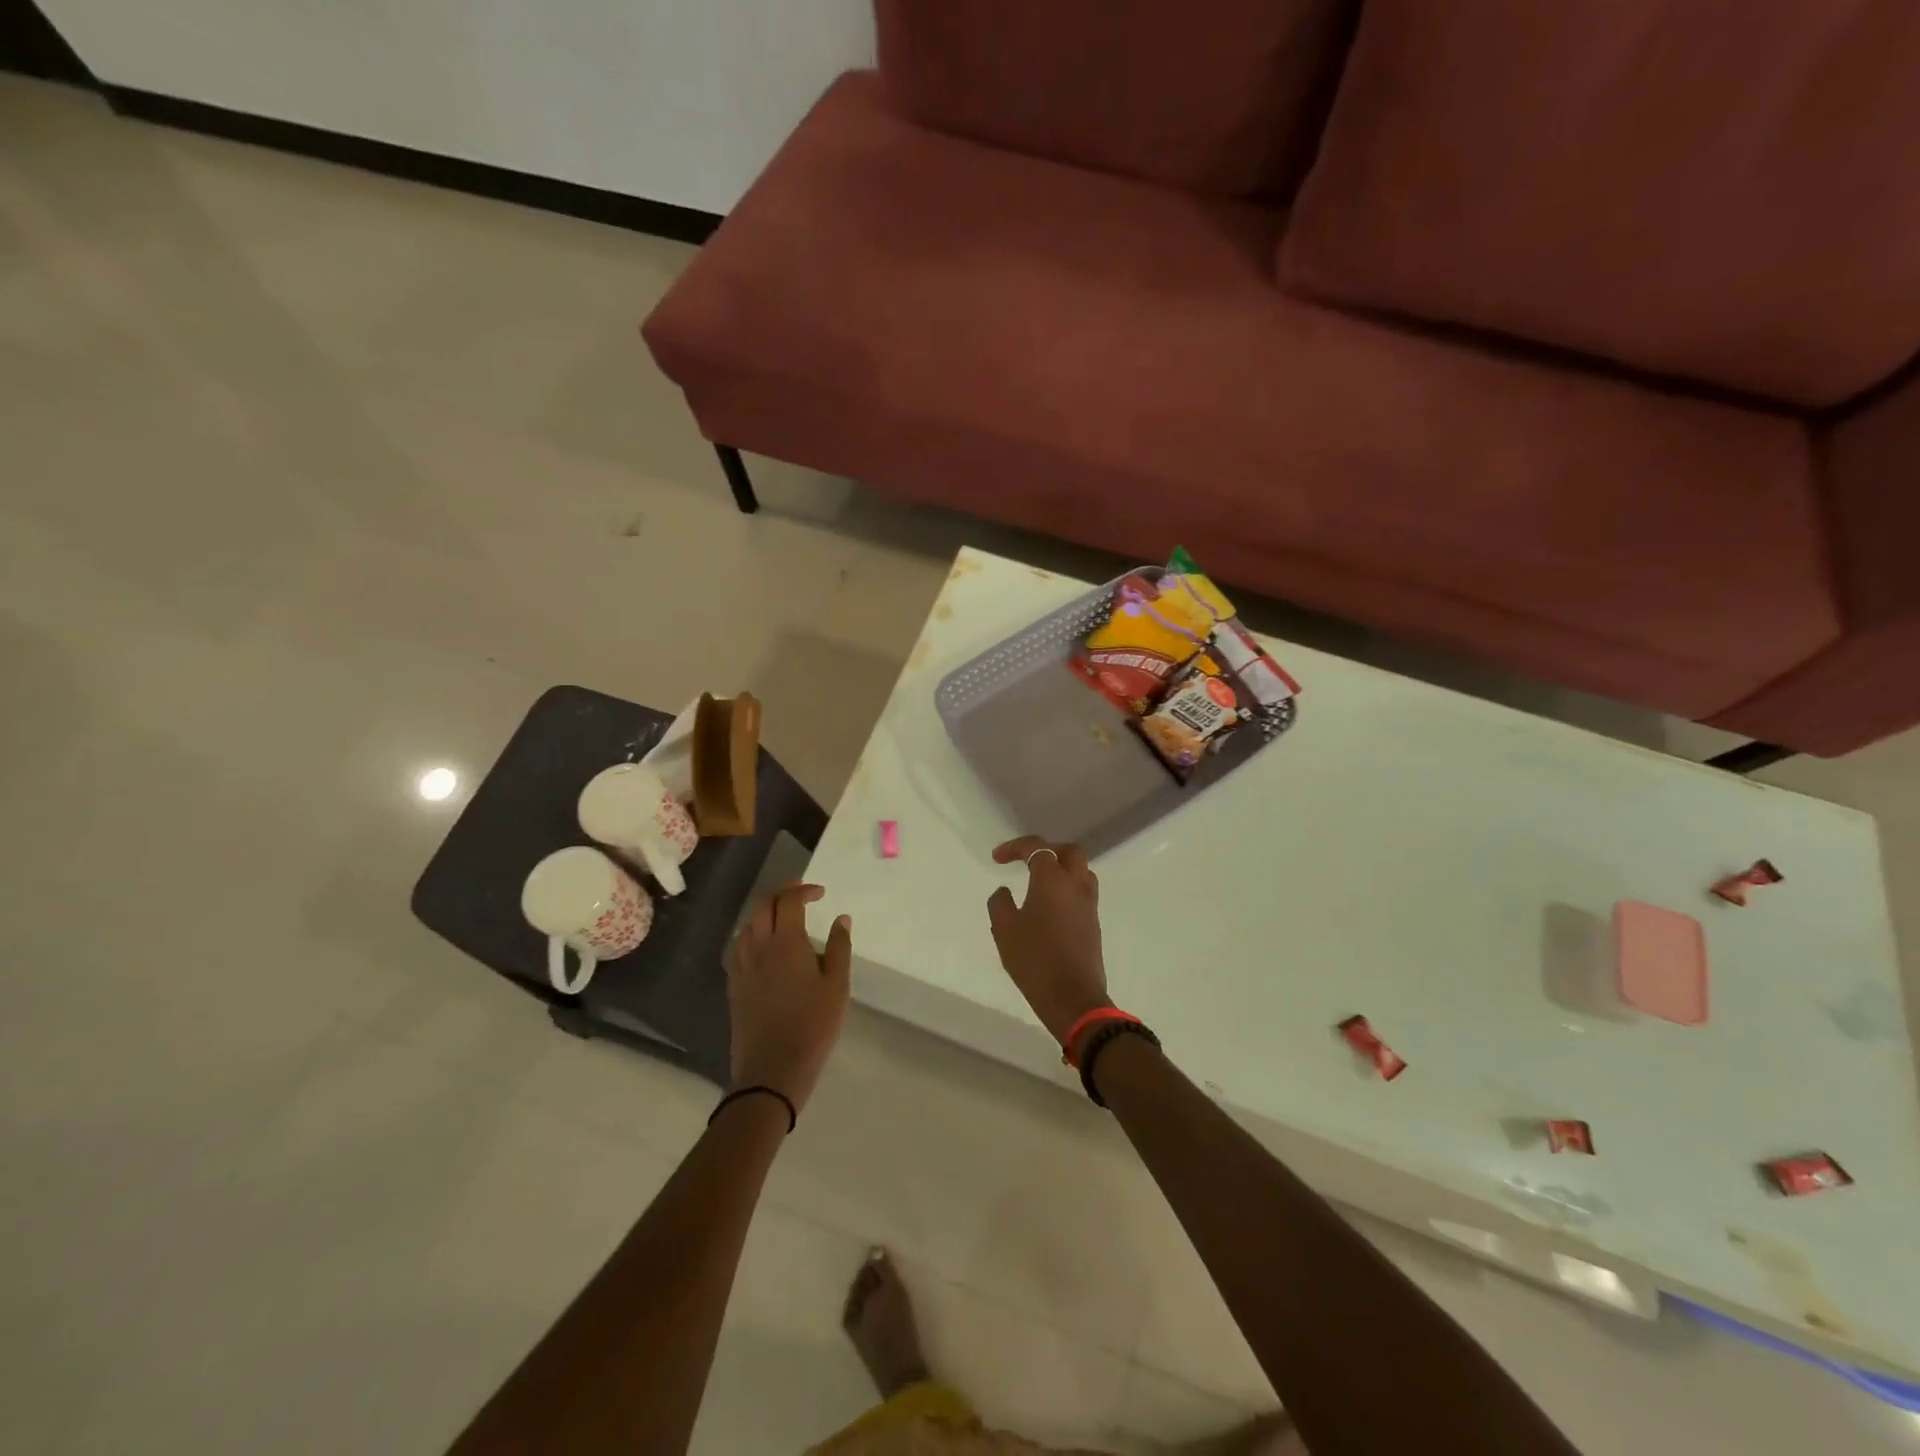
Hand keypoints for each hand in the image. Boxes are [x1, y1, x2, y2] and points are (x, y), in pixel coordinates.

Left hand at [729, 883, 851, 1111]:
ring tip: (784, 919)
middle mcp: (759, 947)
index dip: (804, 890)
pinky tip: (765, 947)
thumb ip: (839, 947)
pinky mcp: (734, 985)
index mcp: (786, 942)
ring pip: (748, 924)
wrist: (772, 1069)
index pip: (788, 900)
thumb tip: (841, 918)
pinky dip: (753, 934)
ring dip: (765, 912)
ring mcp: (742, 966)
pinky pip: (739, 946)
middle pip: (763, 905)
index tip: (821, 893)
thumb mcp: (837, 986)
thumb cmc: (812, 1025)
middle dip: (782, 893)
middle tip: (802, 896)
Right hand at [986, 837, 1110, 1051]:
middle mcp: (1076, 885)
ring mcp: (1089, 905)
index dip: (1015, 847)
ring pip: (1081, 872)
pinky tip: (1050, 907)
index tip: (997, 858)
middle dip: (1047, 850)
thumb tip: (1004, 891)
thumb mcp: (1004, 929)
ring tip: (1040, 883)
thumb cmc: (1034, 959)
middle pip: (1069, 852)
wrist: (1072, 997)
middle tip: (1027, 861)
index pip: (1037, 847)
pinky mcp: (1093, 924)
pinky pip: (1083, 893)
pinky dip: (1067, 889)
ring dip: (1062, 869)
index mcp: (1052, 880)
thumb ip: (1000, 903)